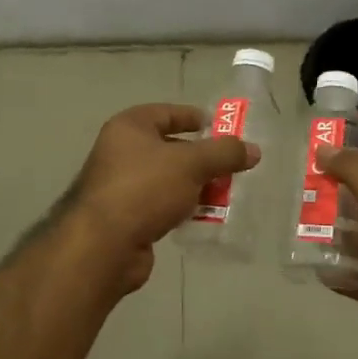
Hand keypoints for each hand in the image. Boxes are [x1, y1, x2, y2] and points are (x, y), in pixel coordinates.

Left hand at [69, 103, 259, 290]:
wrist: (104, 245)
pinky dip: (182, 208)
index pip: (167, 112)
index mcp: (129, 127)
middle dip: (202, 158)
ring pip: (168, 179)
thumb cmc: (145, 188)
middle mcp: (120, 152)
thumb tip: (253, 150)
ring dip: (195, 186)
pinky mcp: (126, 218)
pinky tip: (203, 217)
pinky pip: (161, 205)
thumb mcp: (192, 164)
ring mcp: (121, 186)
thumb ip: (224, 154)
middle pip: (169, 148)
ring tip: (226, 193)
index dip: (195, 118)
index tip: (223, 129)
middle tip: (231, 165)